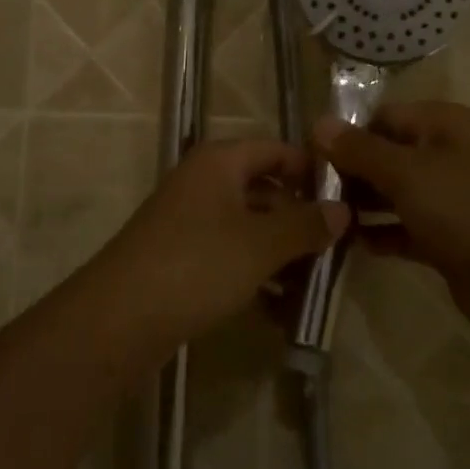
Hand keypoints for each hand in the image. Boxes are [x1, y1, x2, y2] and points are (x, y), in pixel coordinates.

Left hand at [100, 139, 348, 345]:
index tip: (349, 199)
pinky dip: (256, 276)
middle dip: (301, 220)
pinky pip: (231, 256)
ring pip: (250, 228)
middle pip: (265, 190)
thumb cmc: (197, 264)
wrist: (120, 318)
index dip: (312, 171)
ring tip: (317, 285)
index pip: (277, 150)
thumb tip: (342, 210)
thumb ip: (305, 225)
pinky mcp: (182, 257)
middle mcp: (204, 182)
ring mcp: (190, 220)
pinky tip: (282, 311)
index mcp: (220, 162)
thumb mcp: (261, 244)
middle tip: (339, 248)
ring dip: (282, 254)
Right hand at [314, 102, 469, 333]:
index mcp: (442, 124)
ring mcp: (449, 198)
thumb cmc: (466, 208)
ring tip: (322, 218)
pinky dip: (380, 234)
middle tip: (308, 192)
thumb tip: (318, 123)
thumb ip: (359, 149)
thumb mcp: (406, 172)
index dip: (345, 133)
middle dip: (349, 171)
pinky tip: (351, 245)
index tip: (307, 156)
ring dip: (361, 204)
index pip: (382, 117)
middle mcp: (446, 154)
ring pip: (393, 193)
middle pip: (385, 154)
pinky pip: (404, 228)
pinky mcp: (448, 239)